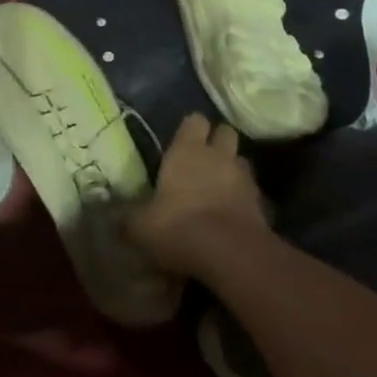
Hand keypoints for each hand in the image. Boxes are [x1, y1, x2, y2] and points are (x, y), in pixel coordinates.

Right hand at [126, 114, 269, 280]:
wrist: (232, 255)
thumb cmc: (179, 227)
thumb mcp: (142, 226)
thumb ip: (129, 218)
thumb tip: (113, 217)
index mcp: (187, 151)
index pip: (195, 120)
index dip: (191, 128)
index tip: (182, 140)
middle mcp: (219, 156)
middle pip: (226, 133)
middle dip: (218, 142)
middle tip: (204, 160)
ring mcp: (244, 179)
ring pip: (241, 161)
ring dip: (232, 170)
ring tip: (219, 188)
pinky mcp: (263, 205)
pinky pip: (253, 194)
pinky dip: (244, 200)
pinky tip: (232, 216)